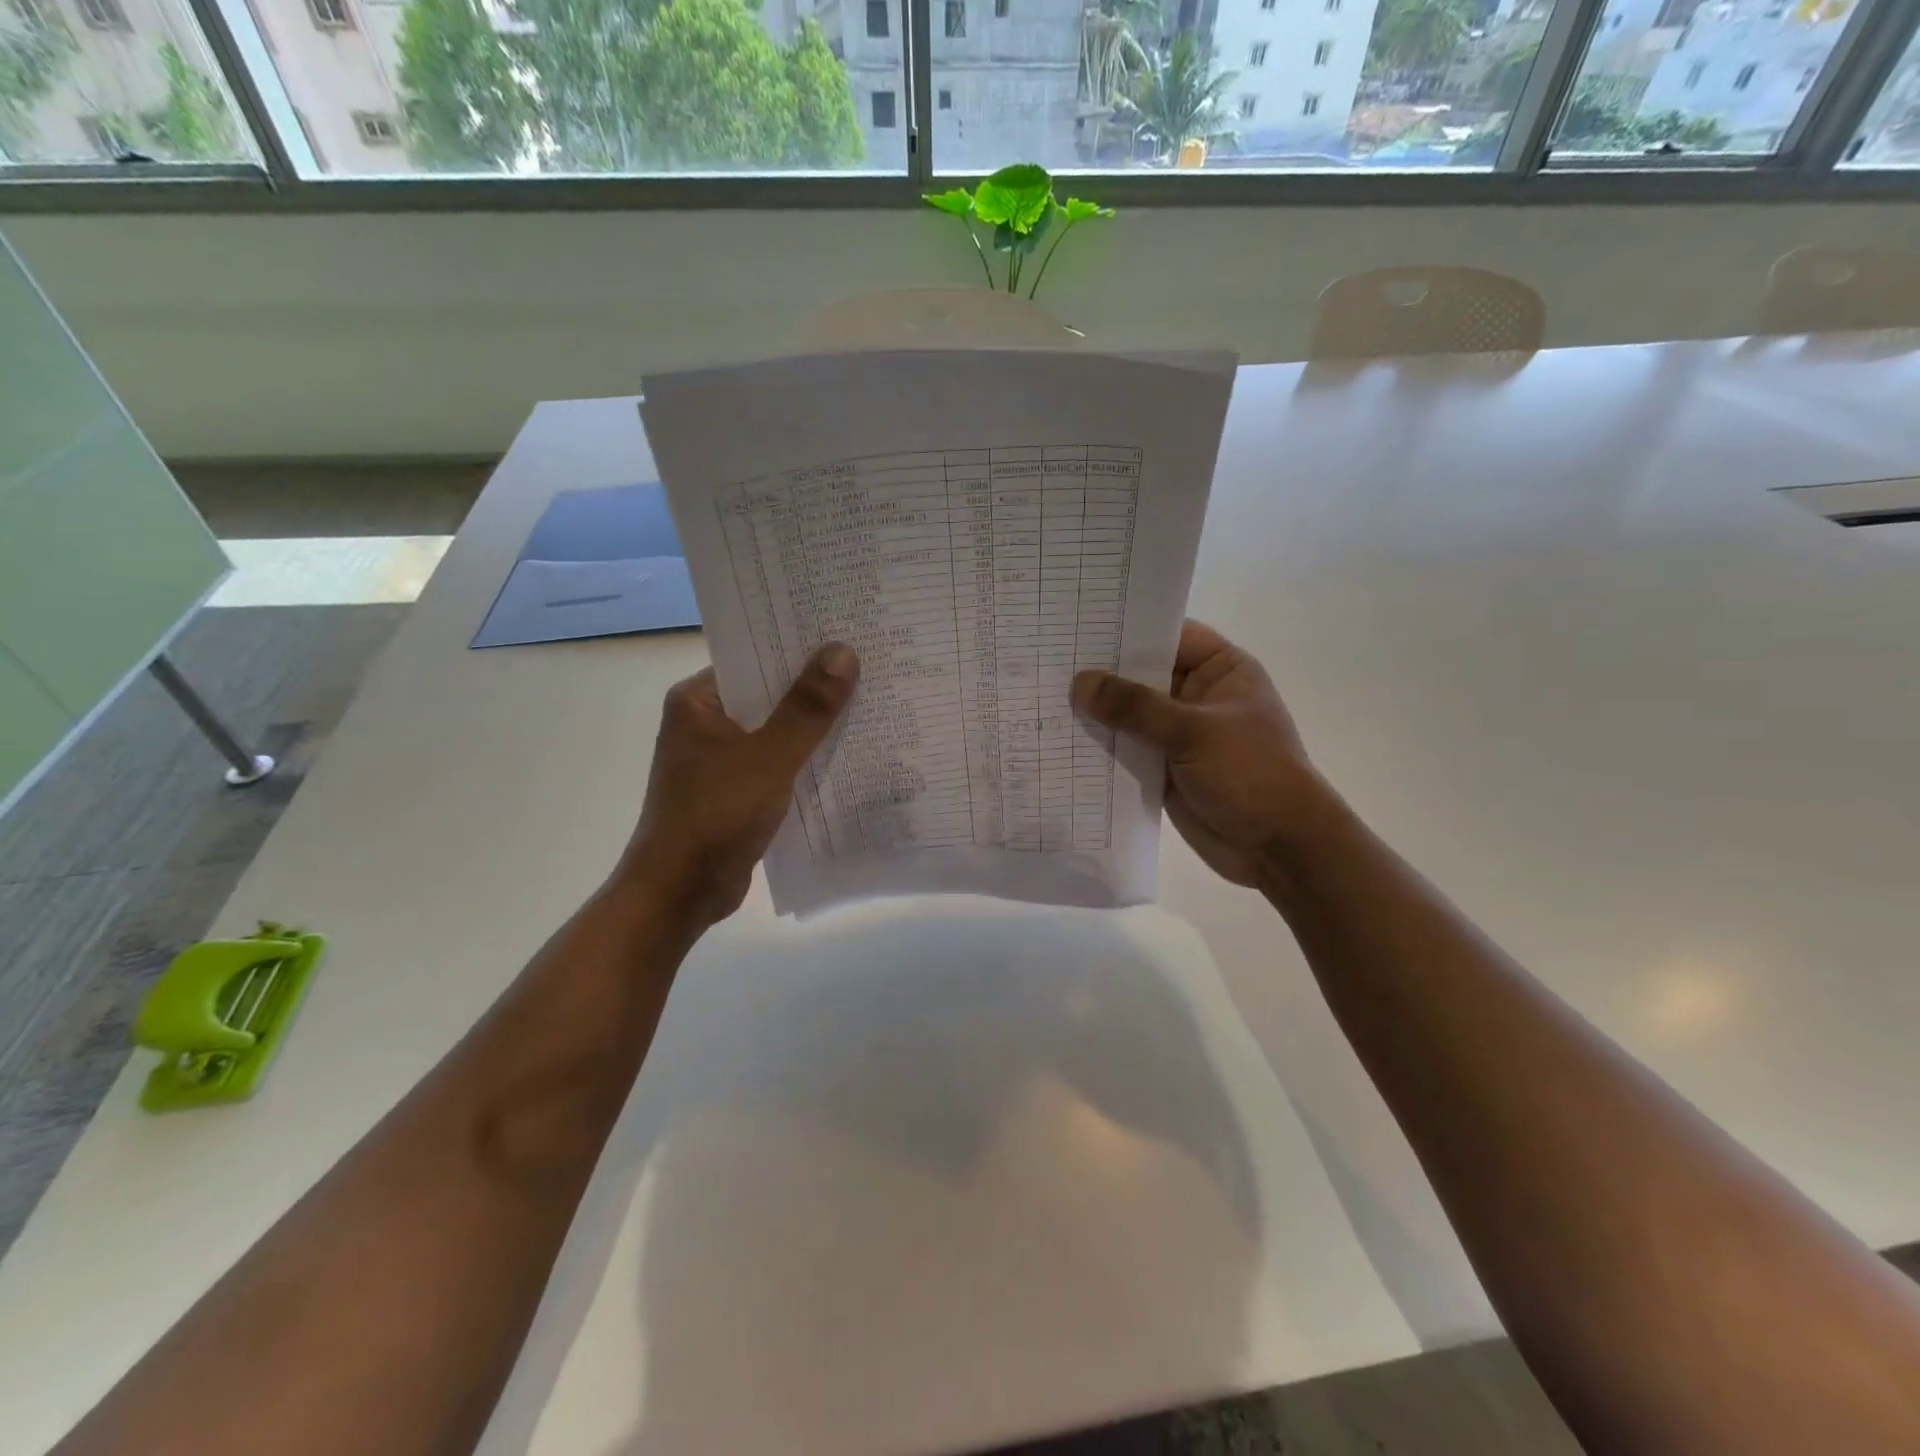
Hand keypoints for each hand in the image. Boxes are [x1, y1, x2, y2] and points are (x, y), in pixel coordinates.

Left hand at [619, 644, 858, 926]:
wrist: (680, 893)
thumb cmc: (715, 815)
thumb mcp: (768, 758)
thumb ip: (807, 708)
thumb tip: (843, 652)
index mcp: (698, 701)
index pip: (754, 658)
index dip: (800, 648)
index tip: (848, 635)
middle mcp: (707, 722)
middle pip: (769, 694)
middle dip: (816, 687)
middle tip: (872, 666)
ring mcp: (721, 758)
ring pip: (777, 730)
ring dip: (815, 725)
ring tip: (871, 702)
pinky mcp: (737, 789)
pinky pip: (779, 762)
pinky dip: (807, 758)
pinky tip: (849, 753)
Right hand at [1072, 620, 1321, 887]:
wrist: (1279, 848)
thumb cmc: (1250, 773)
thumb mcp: (1193, 732)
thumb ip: (1134, 707)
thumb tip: (1079, 684)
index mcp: (1221, 670)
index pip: (1168, 635)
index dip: (1127, 629)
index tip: (1078, 624)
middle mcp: (1197, 695)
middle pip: (1143, 674)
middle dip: (1102, 673)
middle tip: (1048, 661)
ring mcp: (1180, 733)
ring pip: (1130, 714)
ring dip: (1097, 712)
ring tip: (1043, 696)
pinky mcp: (1164, 767)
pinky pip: (1127, 748)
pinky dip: (1101, 745)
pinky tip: (1061, 739)